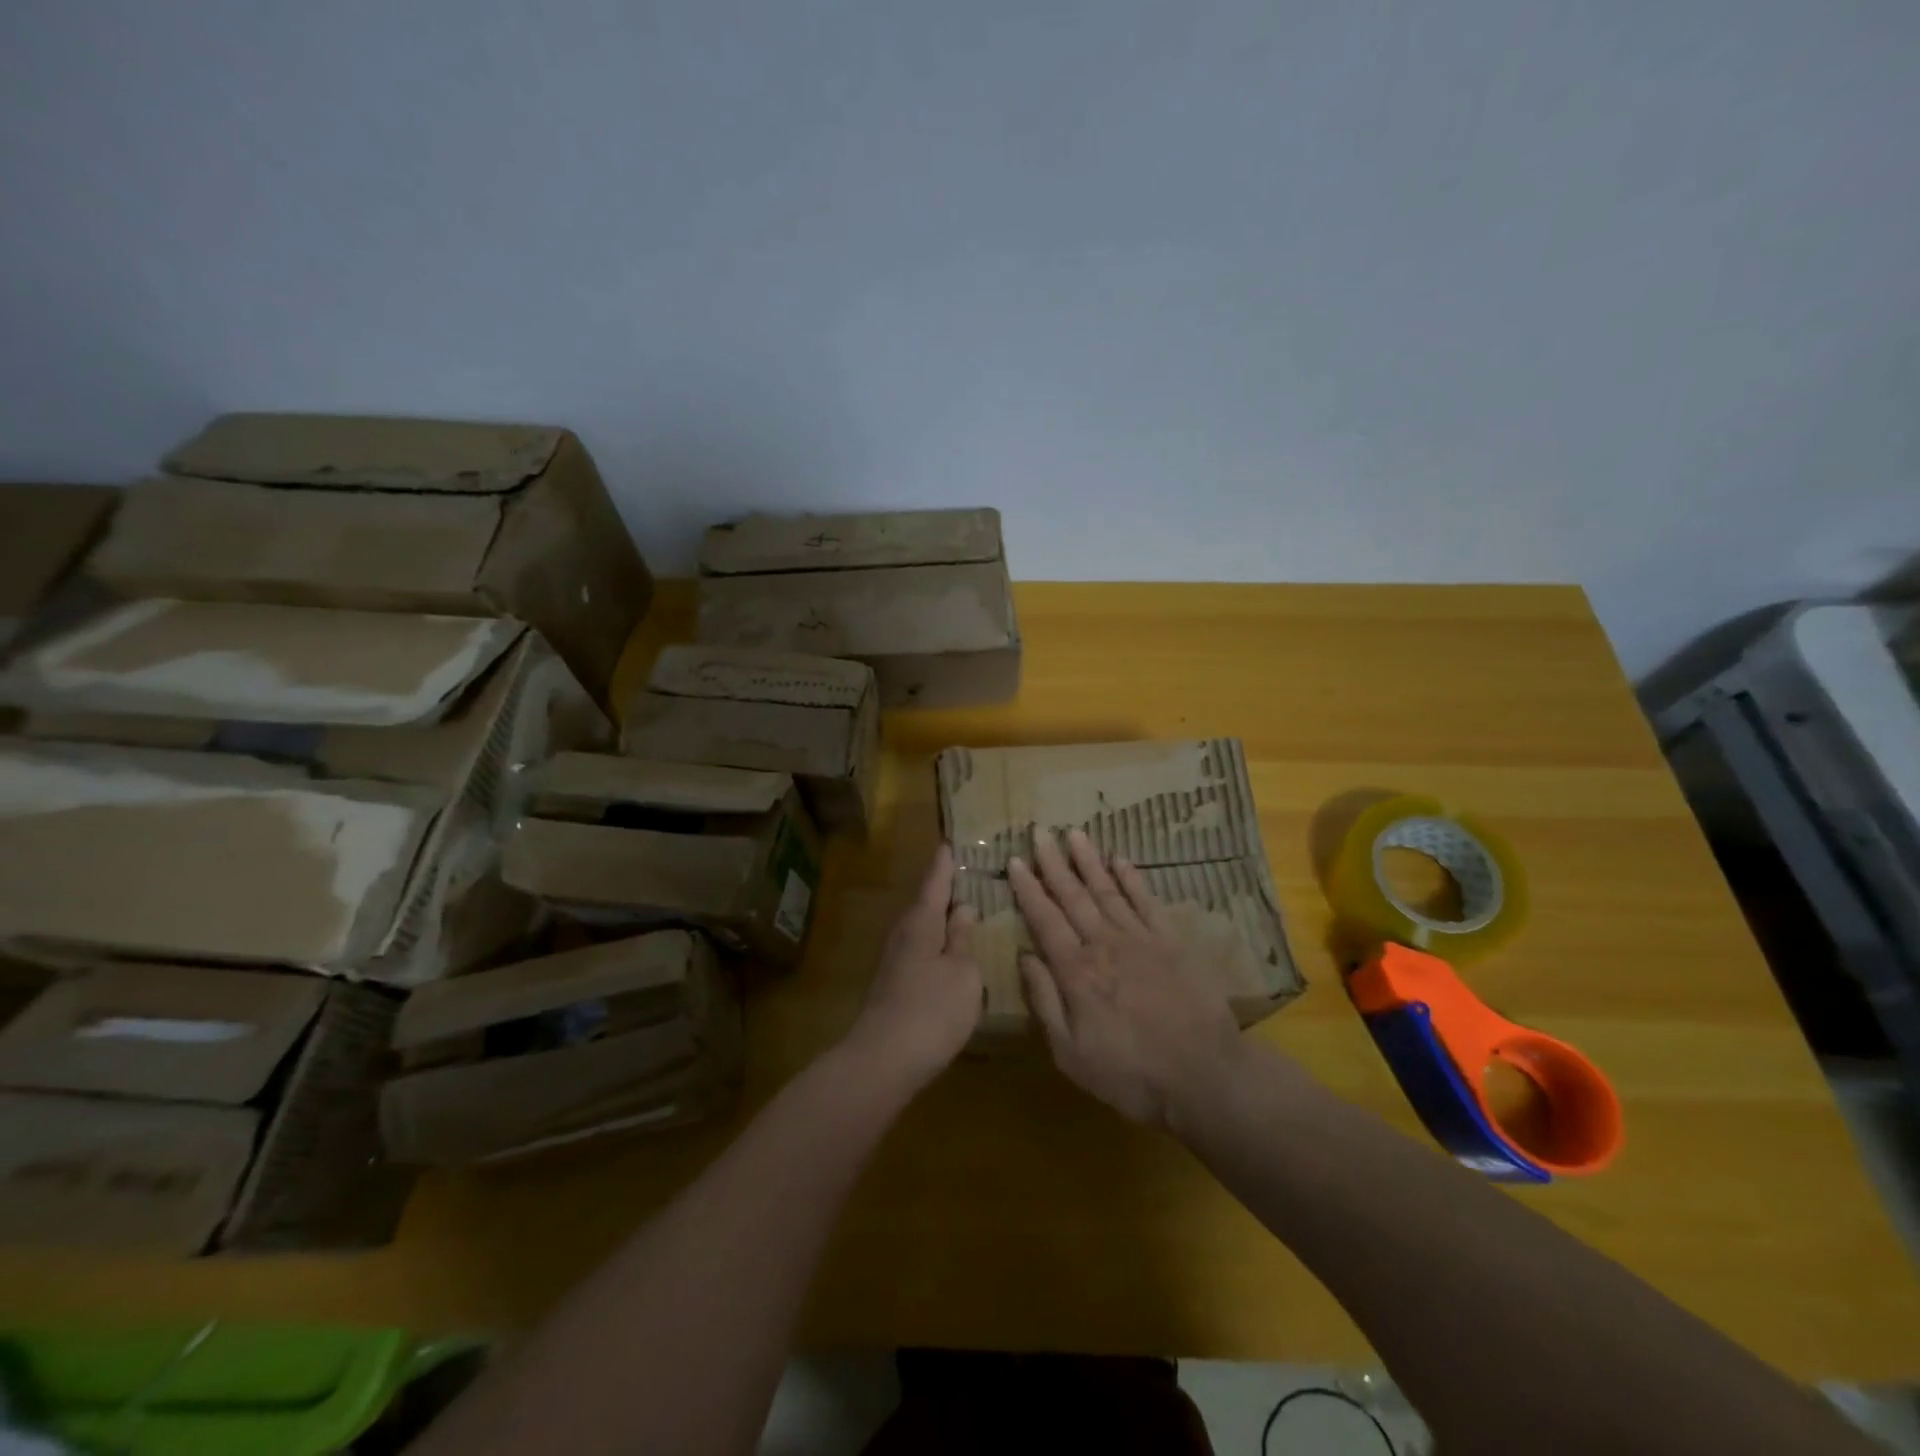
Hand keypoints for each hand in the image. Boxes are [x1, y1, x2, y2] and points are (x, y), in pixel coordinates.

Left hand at [845, 845, 982, 1092]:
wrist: (883, 1061)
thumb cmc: (931, 1010)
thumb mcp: (962, 972)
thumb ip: (964, 939)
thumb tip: (965, 908)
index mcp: (922, 923)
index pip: (935, 883)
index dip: (945, 865)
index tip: (950, 843)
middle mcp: (904, 935)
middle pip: (926, 904)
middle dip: (945, 891)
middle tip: (968, 876)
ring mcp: (896, 962)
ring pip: (923, 930)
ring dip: (942, 920)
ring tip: (967, 912)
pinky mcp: (895, 987)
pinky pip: (922, 953)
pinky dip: (938, 945)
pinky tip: (952, 955)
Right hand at [1010, 829, 1248, 1127]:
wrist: (1204, 1075)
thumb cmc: (1131, 1073)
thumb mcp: (1070, 1052)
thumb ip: (1045, 1001)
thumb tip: (1025, 956)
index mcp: (1076, 971)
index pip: (1044, 919)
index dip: (1028, 889)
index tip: (1015, 861)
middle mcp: (1104, 944)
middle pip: (1073, 896)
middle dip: (1053, 863)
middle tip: (1039, 832)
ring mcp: (1140, 938)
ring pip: (1107, 890)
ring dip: (1088, 861)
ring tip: (1074, 833)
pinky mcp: (1171, 941)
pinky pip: (1146, 901)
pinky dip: (1132, 878)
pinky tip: (1120, 859)